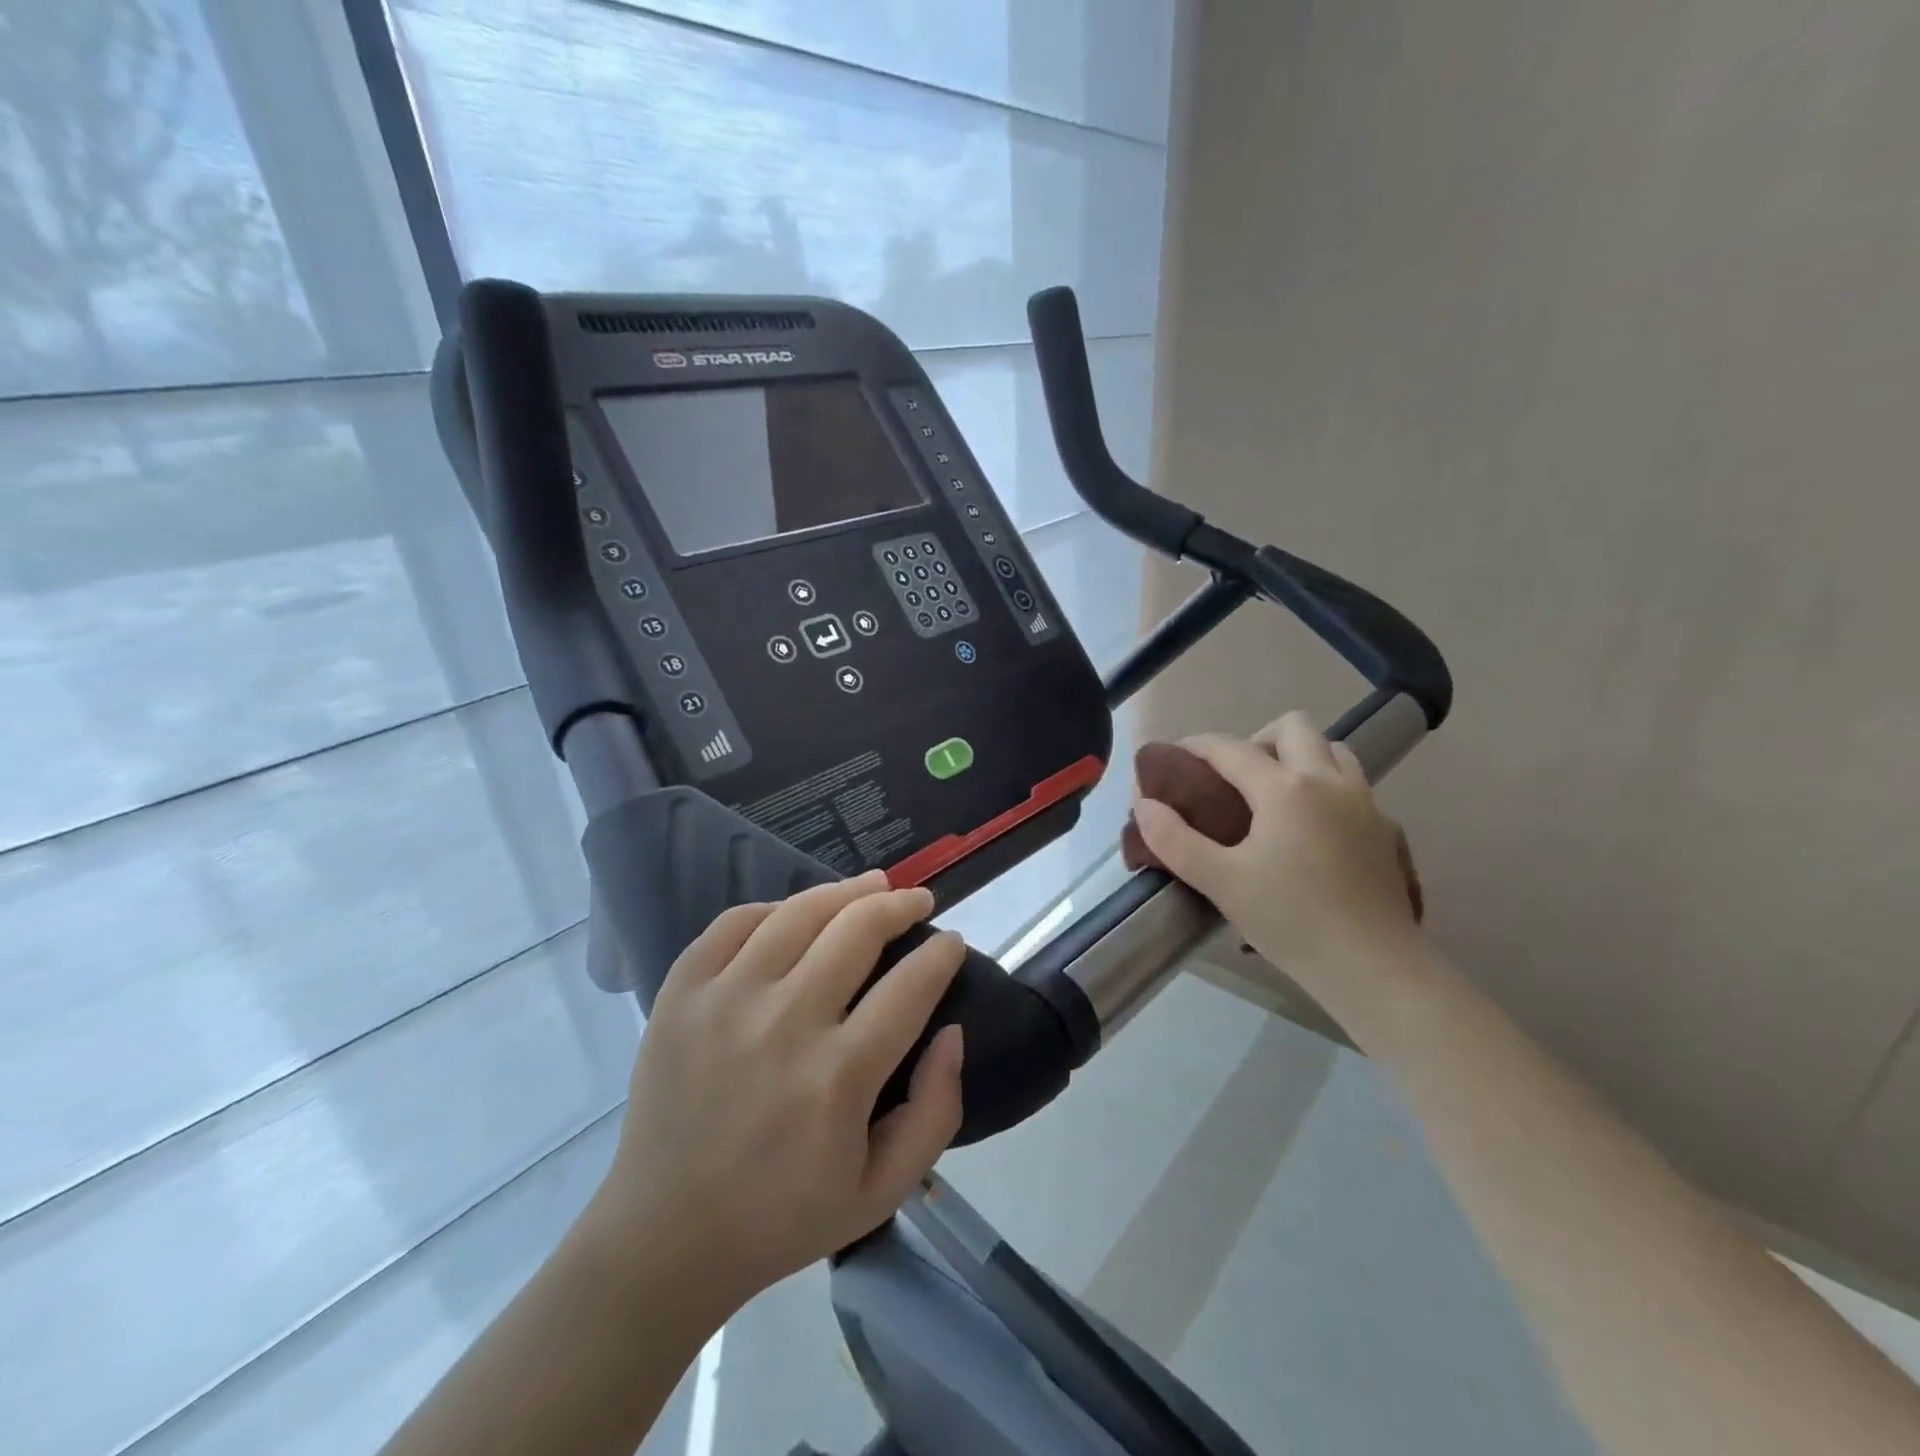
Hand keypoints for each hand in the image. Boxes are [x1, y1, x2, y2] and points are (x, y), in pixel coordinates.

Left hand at [591, 872, 965, 1314]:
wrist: (664, 1235)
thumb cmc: (783, 1216)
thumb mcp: (883, 1190)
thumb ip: (936, 1111)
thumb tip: (952, 1031)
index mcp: (837, 1078)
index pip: (910, 987)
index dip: (941, 954)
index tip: (952, 942)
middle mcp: (783, 1025)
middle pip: (857, 930)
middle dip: (901, 905)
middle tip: (919, 900)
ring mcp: (725, 1001)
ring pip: (799, 913)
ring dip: (846, 890)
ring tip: (872, 885)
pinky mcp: (681, 994)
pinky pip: (734, 922)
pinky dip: (774, 908)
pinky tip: (796, 913)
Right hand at [1133, 711, 1422, 986]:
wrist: (1373, 967)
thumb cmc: (1291, 921)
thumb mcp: (1220, 882)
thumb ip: (1174, 840)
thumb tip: (1143, 805)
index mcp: (1285, 789)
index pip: (1232, 748)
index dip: (1198, 745)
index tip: (1175, 755)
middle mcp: (1329, 782)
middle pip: (1294, 727)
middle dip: (1257, 739)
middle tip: (1235, 777)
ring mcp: (1365, 803)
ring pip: (1333, 750)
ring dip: (1300, 756)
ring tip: (1274, 796)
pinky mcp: (1387, 831)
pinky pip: (1354, 787)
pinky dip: (1327, 789)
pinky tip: (1313, 830)